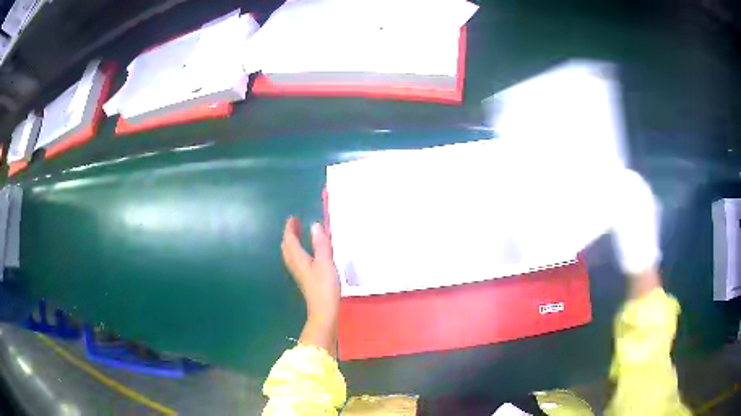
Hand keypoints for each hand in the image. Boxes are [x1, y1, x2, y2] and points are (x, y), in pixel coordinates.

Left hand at [281, 216, 339, 354]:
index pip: (290, 240)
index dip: (290, 228)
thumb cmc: (325, 286)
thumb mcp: (325, 262)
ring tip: (299, 235)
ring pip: (291, 254)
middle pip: (287, 247)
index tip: (293, 218)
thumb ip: (320, 244)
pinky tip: (307, 254)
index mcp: (299, 259)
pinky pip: (297, 260)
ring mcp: (300, 273)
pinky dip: (298, 251)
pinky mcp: (305, 280)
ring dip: (293, 243)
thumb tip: (314, 225)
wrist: (324, 311)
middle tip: (295, 224)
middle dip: (289, 235)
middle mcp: (296, 265)